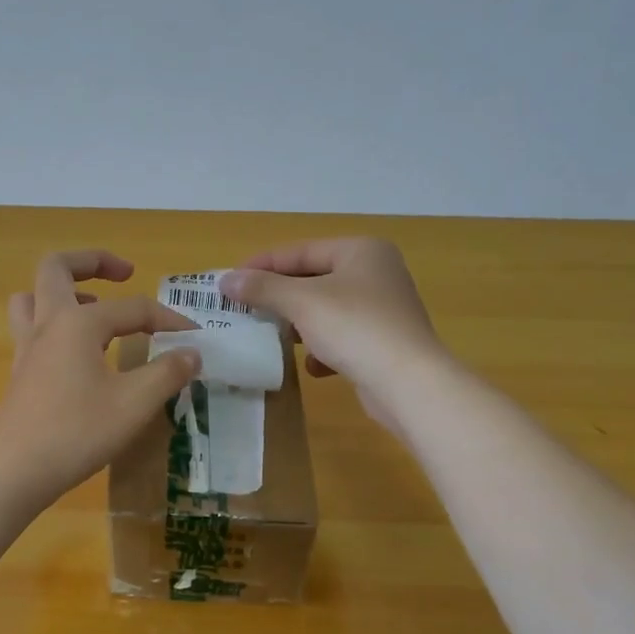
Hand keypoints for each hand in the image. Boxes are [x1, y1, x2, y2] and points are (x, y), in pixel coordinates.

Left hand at [0, 250, 200, 507]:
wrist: (12, 470)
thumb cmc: (75, 432)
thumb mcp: (133, 404)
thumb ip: (166, 373)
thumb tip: (192, 352)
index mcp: (78, 322)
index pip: (134, 308)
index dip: (169, 319)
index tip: (196, 338)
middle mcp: (47, 324)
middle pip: (57, 268)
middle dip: (92, 261)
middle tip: (124, 274)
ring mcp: (27, 349)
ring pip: (32, 297)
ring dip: (63, 291)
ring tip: (94, 309)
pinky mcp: (20, 374)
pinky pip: (31, 330)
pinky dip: (55, 326)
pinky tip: (78, 355)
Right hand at [220, 238, 445, 438]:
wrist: (408, 382)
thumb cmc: (355, 328)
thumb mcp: (302, 303)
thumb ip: (262, 288)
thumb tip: (225, 280)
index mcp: (360, 251)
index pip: (300, 251)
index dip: (262, 265)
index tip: (229, 282)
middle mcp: (376, 273)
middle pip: (313, 280)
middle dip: (279, 298)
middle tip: (245, 310)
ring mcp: (382, 309)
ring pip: (326, 310)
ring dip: (299, 325)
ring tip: (273, 336)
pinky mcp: (383, 342)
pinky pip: (342, 338)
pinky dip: (324, 349)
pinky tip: (314, 367)